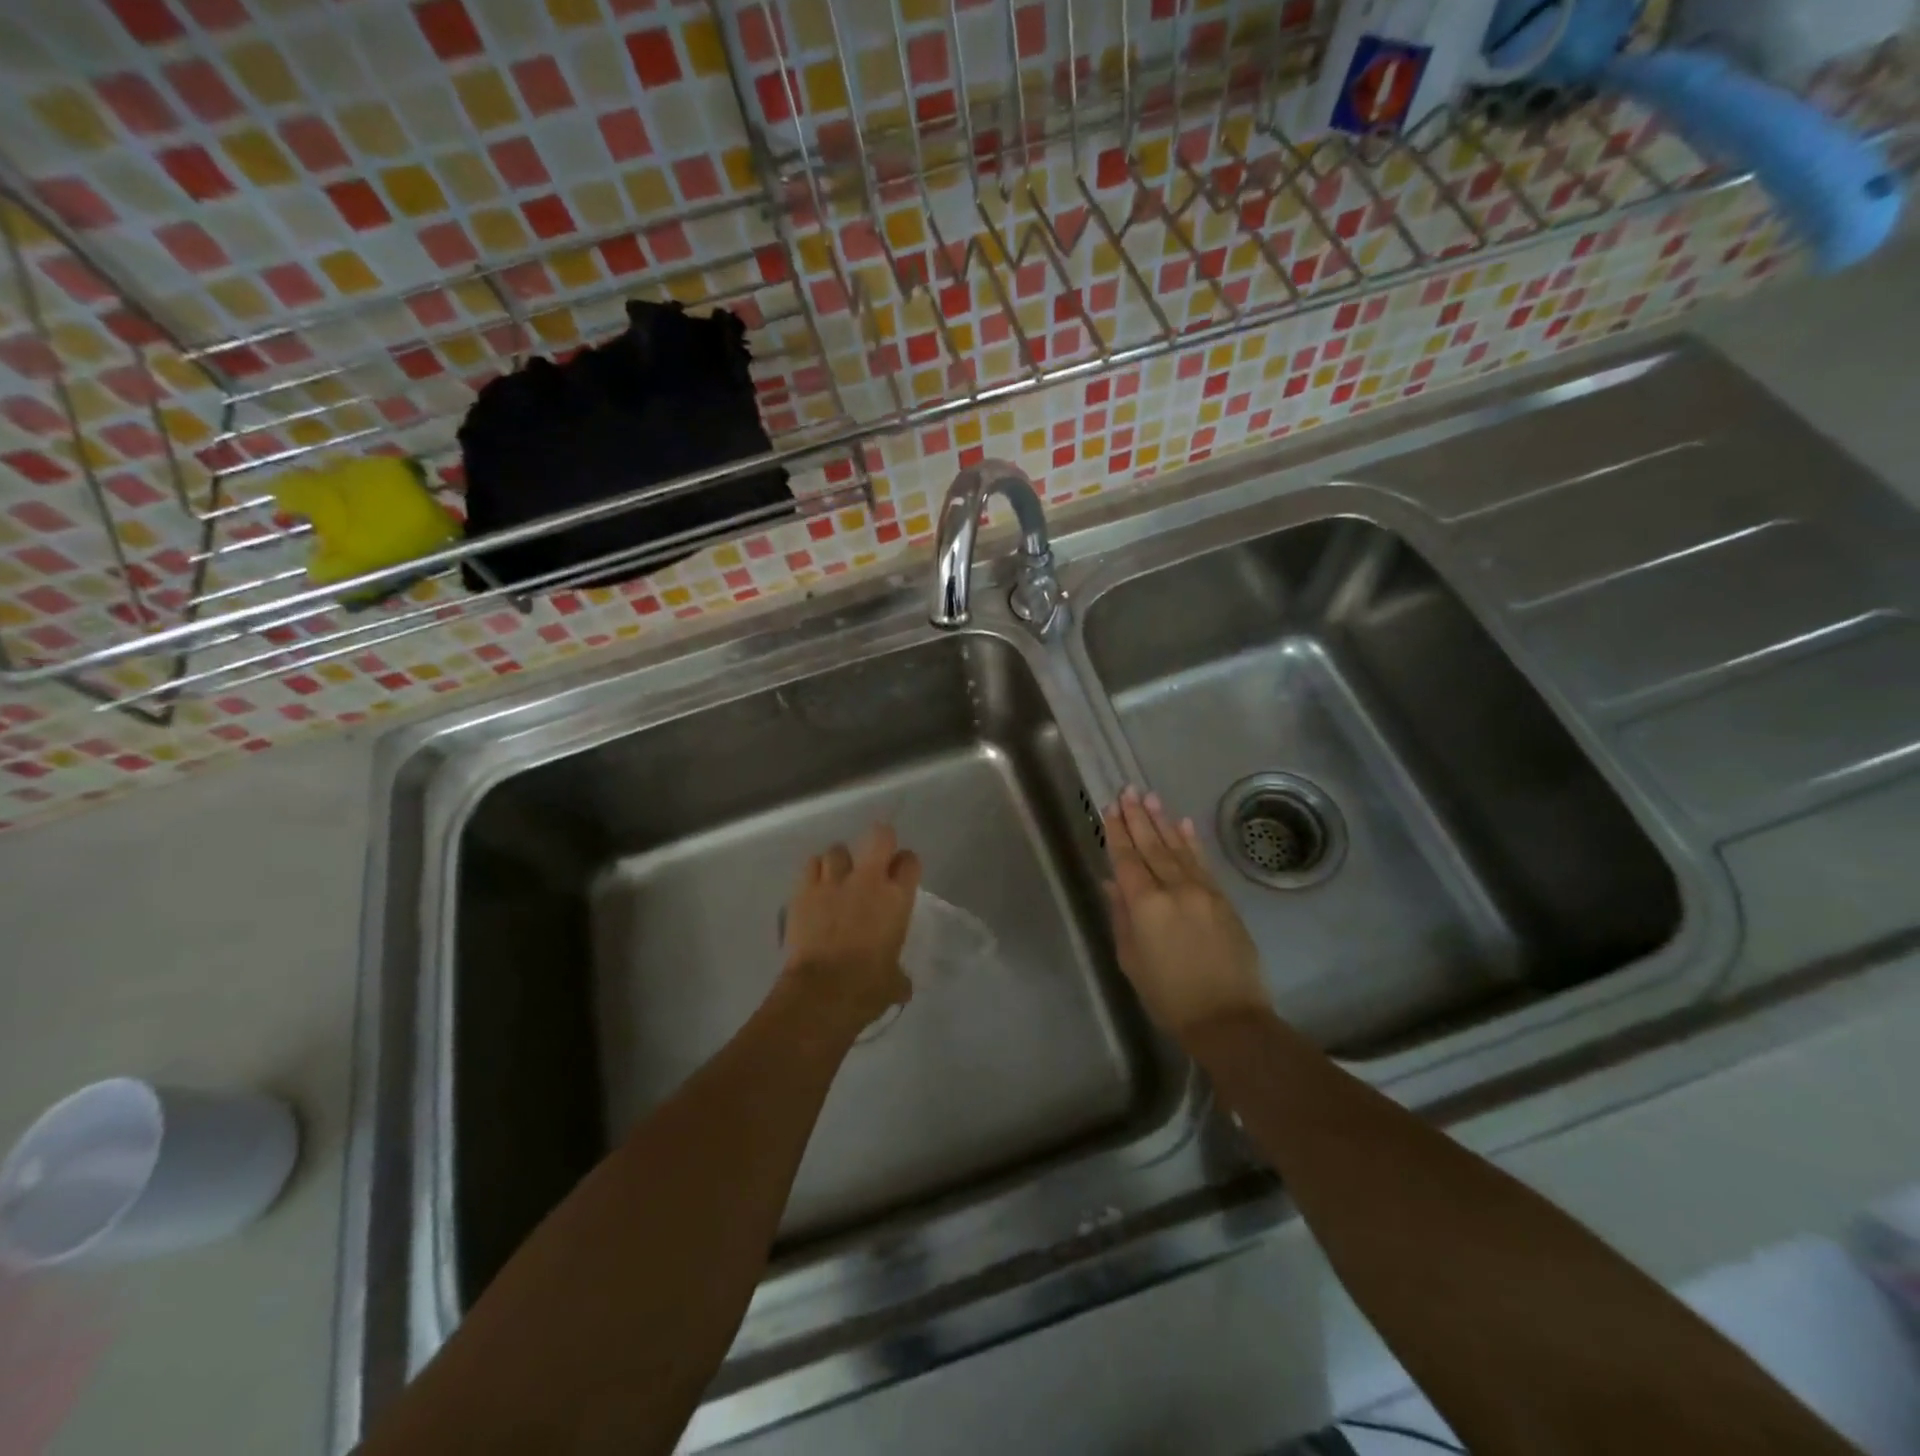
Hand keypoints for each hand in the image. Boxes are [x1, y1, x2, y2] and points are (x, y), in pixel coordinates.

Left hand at [780, 824, 920, 1033]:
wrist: (822, 992)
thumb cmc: (867, 987)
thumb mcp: (893, 982)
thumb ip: (899, 975)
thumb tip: (903, 986)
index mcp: (896, 898)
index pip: (909, 861)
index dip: (905, 865)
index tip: (901, 875)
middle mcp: (868, 880)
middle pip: (879, 836)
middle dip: (879, 842)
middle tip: (875, 859)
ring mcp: (833, 881)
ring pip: (838, 849)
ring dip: (840, 861)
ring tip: (837, 878)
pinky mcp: (804, 890)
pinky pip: (811, 865)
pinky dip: (815, 872)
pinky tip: (815, 888)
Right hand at [1102, 786, 1267, 1040]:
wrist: (1228, 1018)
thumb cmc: (1169, 996)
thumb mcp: (1132, 960)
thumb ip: (1121, 917)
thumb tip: (1112, 883)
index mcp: (1146, 906)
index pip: (1126, 860)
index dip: (1116, 833)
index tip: (1109, 808)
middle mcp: (1174, 890)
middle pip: (1151, 847)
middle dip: (1137, 817)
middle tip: (1127, 790)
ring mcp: (1202, 892)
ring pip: (1177, 849)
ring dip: (1162, 821)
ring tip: (1149, 796)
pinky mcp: (1223, 899)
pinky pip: (1203, 863)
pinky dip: (1191, 842)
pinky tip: (1183, 823)